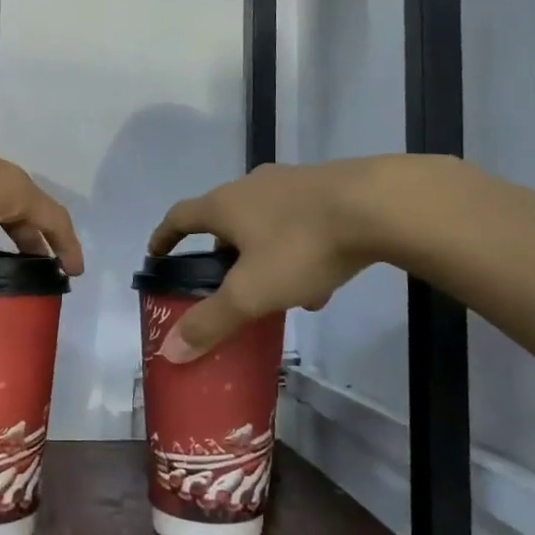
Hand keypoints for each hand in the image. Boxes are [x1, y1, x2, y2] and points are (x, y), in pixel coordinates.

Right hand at [147, 158, 399, 362]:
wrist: (378, 205)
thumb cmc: (301, 246)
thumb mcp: (251, 292)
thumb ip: (211, 321)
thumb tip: (169, 351)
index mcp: (225, 204)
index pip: (180, 216)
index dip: (164, 237)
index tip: (156, 254)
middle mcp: (252, 186)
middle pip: (225, 218)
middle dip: (222, 252)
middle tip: (224, 282)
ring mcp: (292, 183)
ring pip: (266, 223)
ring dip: (263, 256)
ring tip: (277, 294)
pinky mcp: (328, 188)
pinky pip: (300, 223)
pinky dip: (298, 252)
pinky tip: (320, 285)